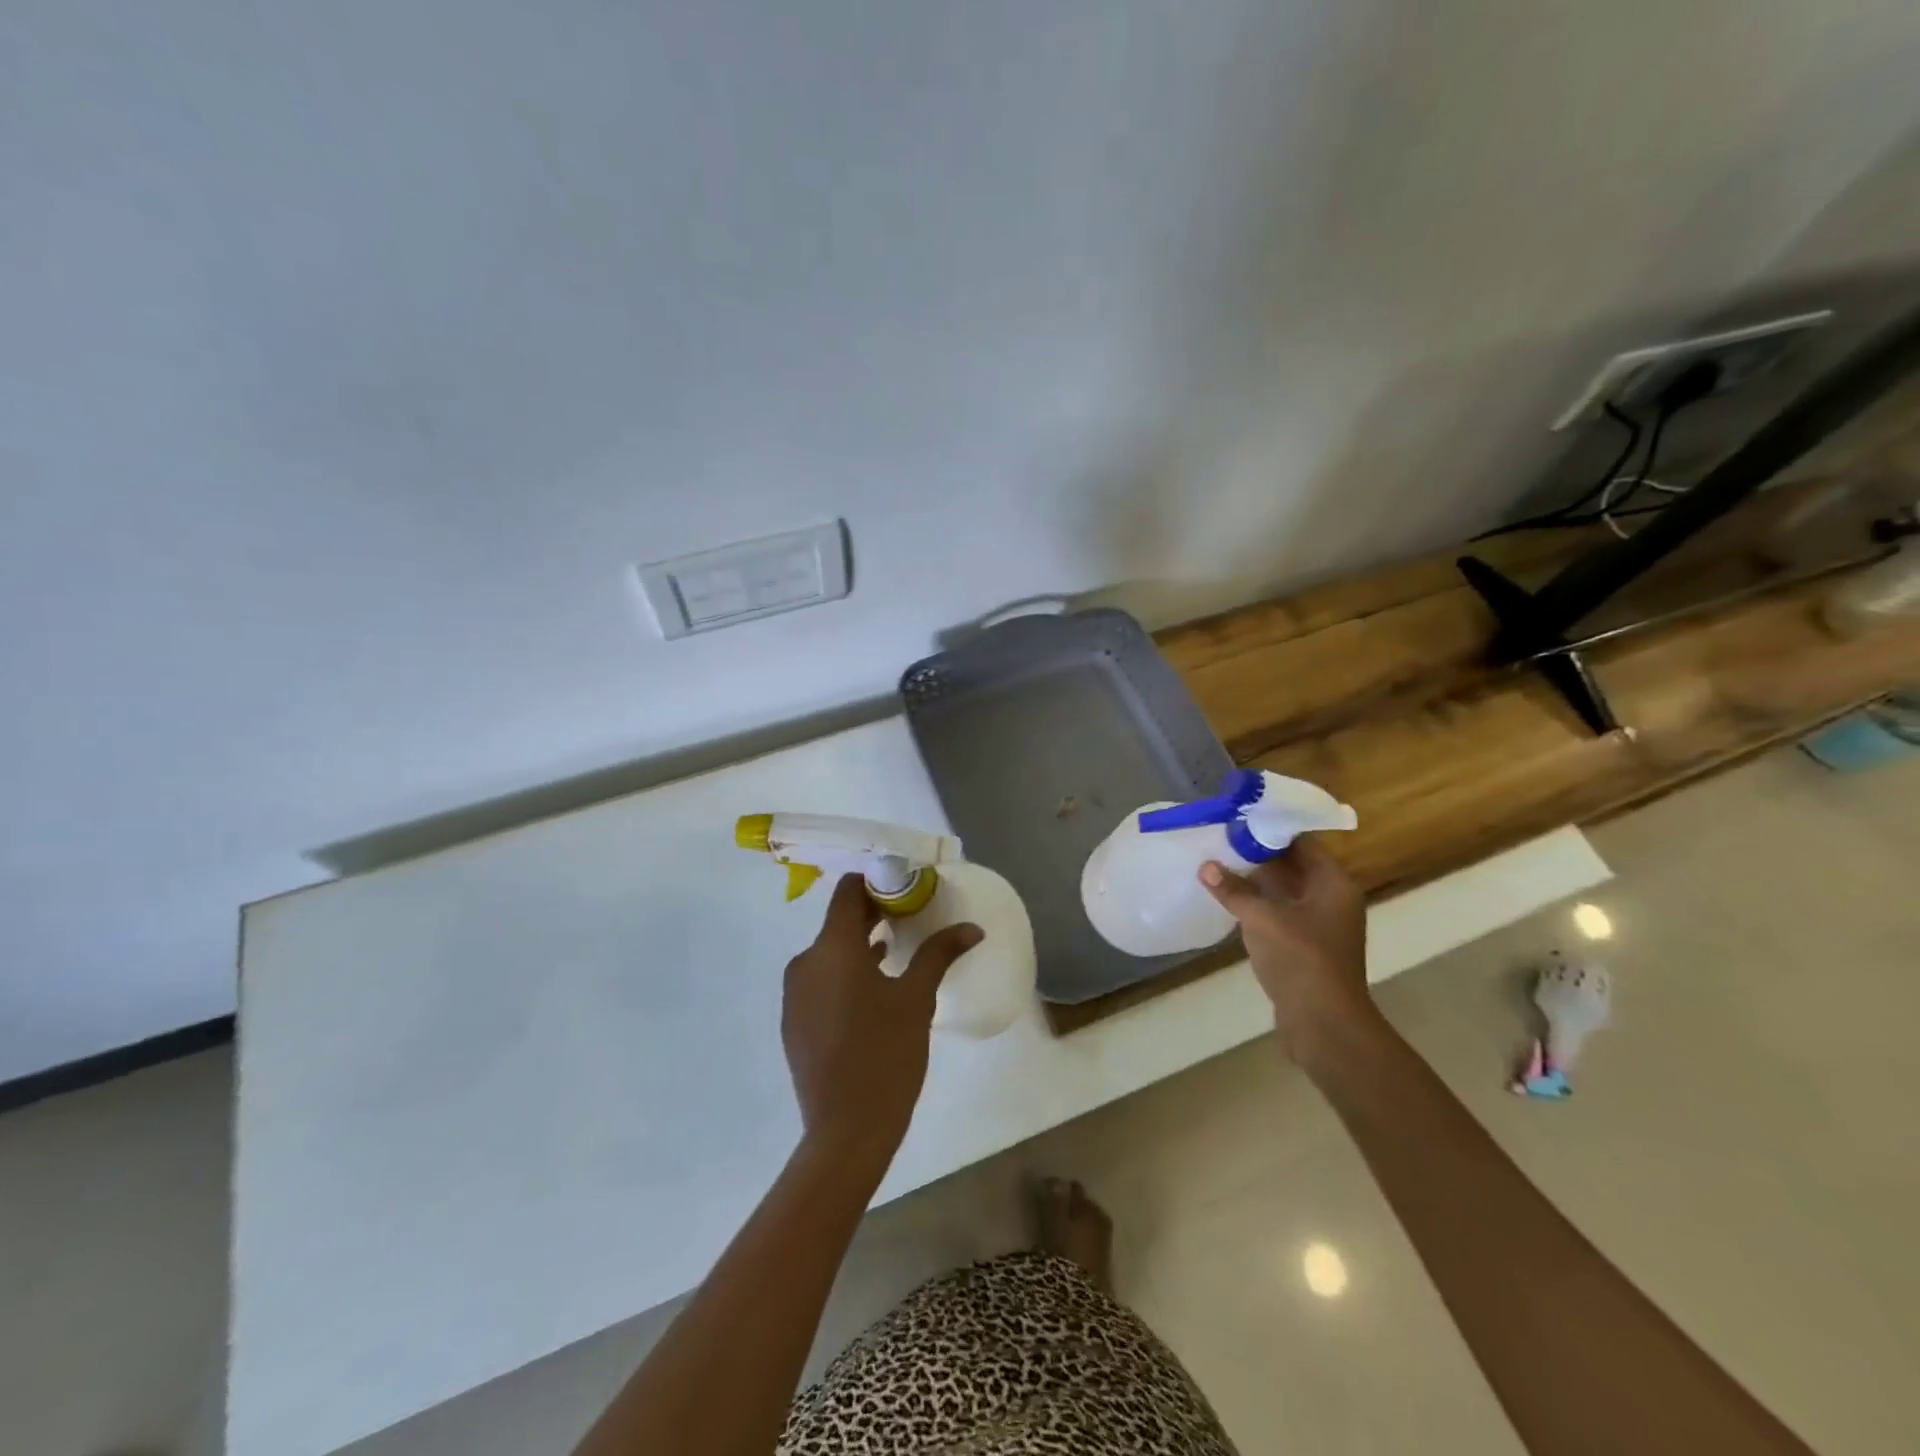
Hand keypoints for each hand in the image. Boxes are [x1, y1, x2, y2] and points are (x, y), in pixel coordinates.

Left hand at [782, 874, 982, 1168]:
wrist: (846, 1130)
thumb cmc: (886, 1054)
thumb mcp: (917, 999)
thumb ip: (939, 954)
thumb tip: (972, 928)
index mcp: (832, 949)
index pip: (847, 892)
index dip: (876, 882)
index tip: (906, 887)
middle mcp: (805, 962)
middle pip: (839, 921)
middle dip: (873, 913)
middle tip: (910, 914)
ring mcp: (795, 994)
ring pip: (829, 952)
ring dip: (860, 944)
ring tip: (898, 946)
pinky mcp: (794, 1020)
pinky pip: (821, 979)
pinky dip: (845, 971)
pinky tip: (874, 986)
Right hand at [1199, 836, 1377, 1062]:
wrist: (1323, 1023)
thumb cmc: (1300, 959)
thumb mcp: (1261, 918)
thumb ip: (1233, 890)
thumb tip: (1206, 866)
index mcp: (1333, 883)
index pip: (1302, 843)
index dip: (1270, 830)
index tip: (1236, 820)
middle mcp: (1331, 899)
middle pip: (1292, 865)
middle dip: (1256, 854)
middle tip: (1219, 839)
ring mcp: (1318, 924)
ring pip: (1283, 891)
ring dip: (1253, 880)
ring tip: (1216, 864)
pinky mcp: (1304, 946)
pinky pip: (1278, 913)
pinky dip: (1256, 904)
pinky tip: (1227, 899)